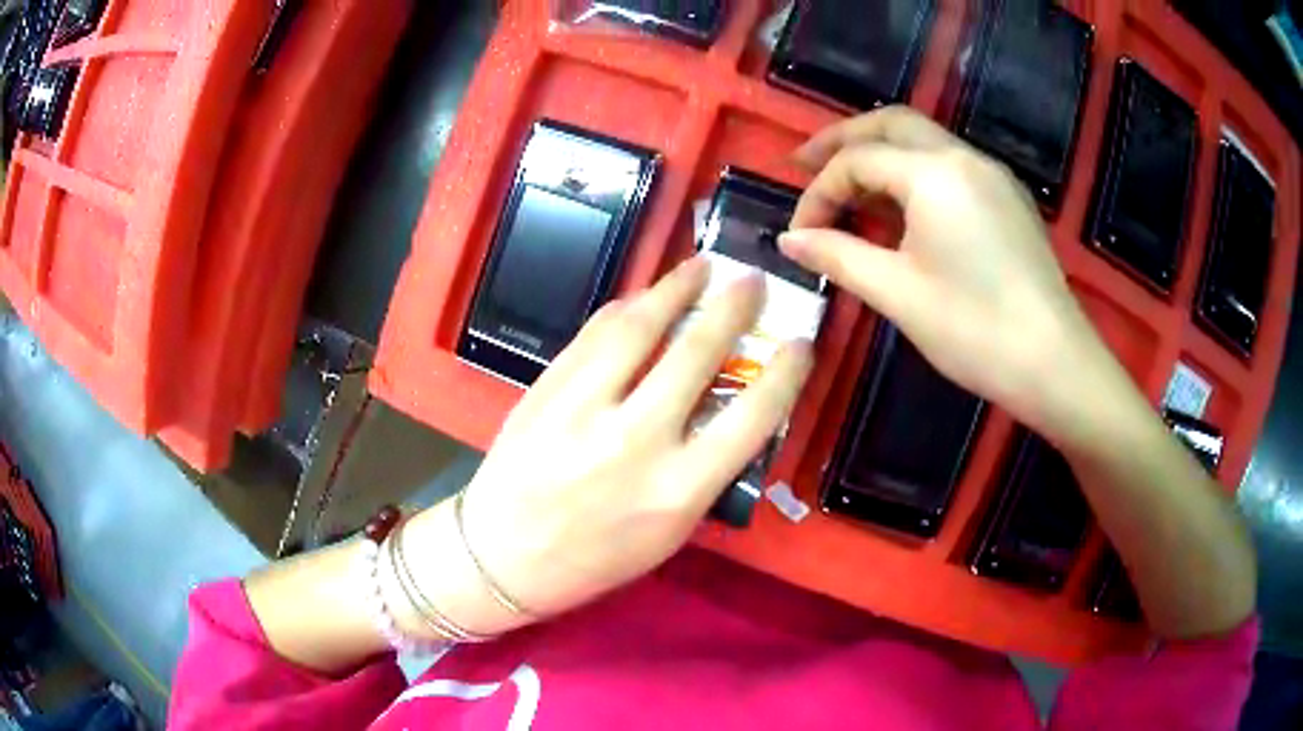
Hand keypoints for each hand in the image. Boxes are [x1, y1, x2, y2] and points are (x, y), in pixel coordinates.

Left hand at [421, 258, 812, 626]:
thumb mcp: (667, 533)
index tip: (801, 344)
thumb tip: (729, 409)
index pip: (753, 416)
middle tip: (752, 279)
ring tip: (701, 266)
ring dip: (675, 288)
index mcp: (679, 490)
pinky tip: (641, 296)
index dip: (787, 373)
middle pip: (698, 353)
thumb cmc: (593, 560)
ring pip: (640, 327)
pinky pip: (592, 334)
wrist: (501, 558)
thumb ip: (703, 471)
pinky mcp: (547, 389)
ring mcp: (585, 408)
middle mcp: (638, 440)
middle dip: (733, 307)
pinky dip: (623, 309)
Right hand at [779, 106, 1116, 436]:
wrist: (1055, 364)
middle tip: (804, 164)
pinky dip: (914, 172)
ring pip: (923, 140)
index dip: (818, 193)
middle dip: (843, 139)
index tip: (800, 235)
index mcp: (934, 173)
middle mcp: (964, 157)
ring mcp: (992, 174)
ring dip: (880, 153)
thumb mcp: (897, 293)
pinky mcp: (1008, 198)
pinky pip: (950, 165)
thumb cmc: (974, 330)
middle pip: (891, 123)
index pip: (857, 160)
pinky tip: (902, 208)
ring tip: (849, 188)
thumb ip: (838, 256)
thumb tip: (789, 241)